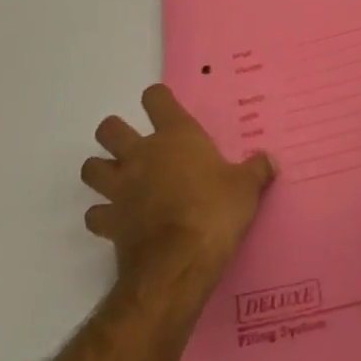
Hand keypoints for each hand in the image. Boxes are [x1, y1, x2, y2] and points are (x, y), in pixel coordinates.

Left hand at [82, 85, 273, 289]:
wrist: (179, 262)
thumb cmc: (215, 211)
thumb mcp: (246, 188)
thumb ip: (256, 170)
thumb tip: (270, 161)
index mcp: (176, 136)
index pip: (156, 99)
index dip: (158, 99)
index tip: (164, 107)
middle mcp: (141, 154)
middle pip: (109, 129)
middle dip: (116, 133)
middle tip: (134, 146)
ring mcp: (120, 188)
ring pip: (91, 168)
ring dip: (101, 171)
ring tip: (118, 180)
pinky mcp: (109, 222)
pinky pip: (95, 213)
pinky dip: (102, 215)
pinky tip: (116, 220)